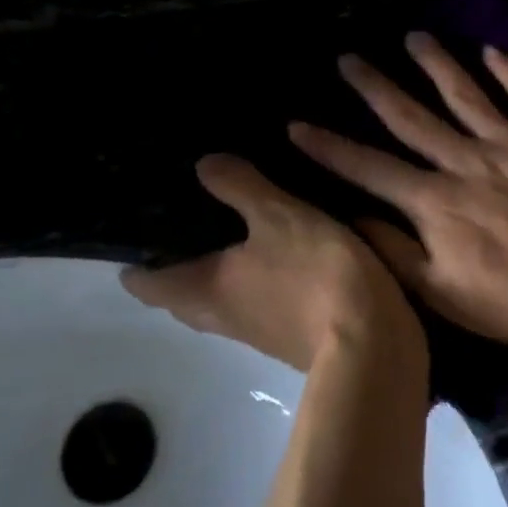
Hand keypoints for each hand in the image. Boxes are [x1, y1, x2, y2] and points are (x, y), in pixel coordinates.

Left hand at [122, 154, 424, 372]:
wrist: (372, 341)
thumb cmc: (312, 274)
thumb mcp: (277, 215)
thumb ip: (239, 187)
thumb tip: (204, 165)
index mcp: (202, 292)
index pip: (144, 283)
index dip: (135, 258)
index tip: (141, 224)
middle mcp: (221, 318)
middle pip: (183, 293)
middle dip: (181, 261)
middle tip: (193, 214)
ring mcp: (258, 331)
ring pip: (223, 298)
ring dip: (223, 269)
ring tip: (238, 224)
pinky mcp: (293, 334)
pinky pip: (261, 301)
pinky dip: (260, 277)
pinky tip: (283, 247)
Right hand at [289, 33, 507, 356]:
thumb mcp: (440, 292)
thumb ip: (393, 251)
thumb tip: (352, 216)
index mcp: (434, 200)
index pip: (370, 168)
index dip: (331, 147)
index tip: (297, 125)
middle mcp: (465, 160)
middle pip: (412, 117)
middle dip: (375, 87)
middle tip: (349, 58)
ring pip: (466, 94)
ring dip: (437, 64)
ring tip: (414, 37)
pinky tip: (493, 50)